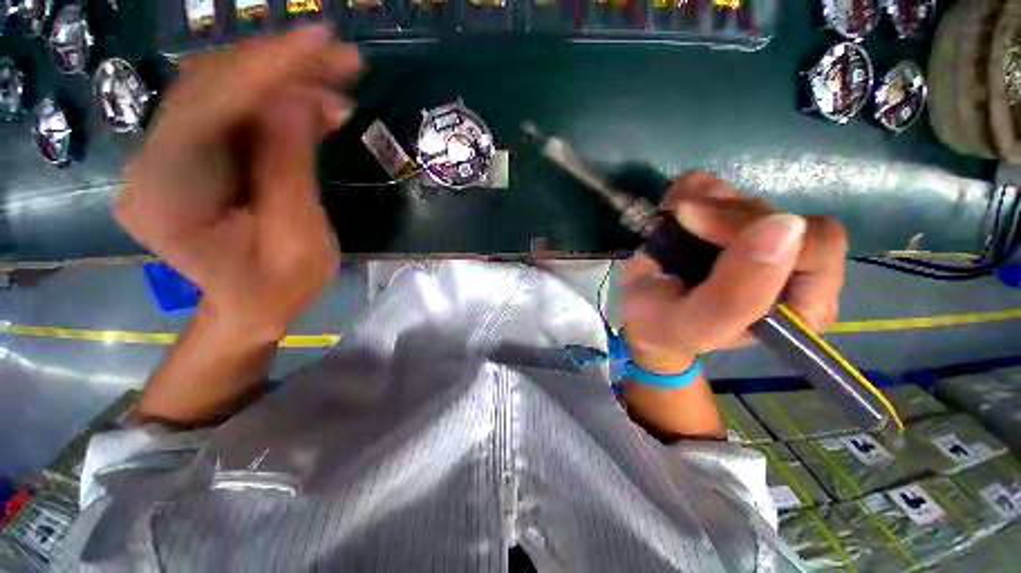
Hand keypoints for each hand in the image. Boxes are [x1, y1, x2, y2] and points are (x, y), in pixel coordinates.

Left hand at [116, 26, 362, 341]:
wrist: (252, 306)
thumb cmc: (279, 288)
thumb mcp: (298, 237)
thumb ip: (290, 169)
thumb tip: (297, 100)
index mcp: (166, 196)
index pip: (208, 109)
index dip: (264, 70)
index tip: (318, 42)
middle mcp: (151, 164)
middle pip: (210, 87)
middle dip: (280, 65)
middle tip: (341, 57)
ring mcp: (168, 155)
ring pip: (223, 90)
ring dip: (283, 78)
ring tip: (338, 80)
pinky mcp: (192, 154)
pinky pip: (234, 111)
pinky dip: (278, 101)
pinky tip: (317, 105)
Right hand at [622, 172, 847, 373]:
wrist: (638, 315)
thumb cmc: (664, 327)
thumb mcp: (694, 324)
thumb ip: (737, 296)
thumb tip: (786, 225)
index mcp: (801, 304)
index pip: (816, 246)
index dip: (755, 229)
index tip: (698, 228)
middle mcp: (794, 268)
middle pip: (779, 214)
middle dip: (722, 214)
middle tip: (679, 220)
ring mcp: (763, 239)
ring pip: (750, 197)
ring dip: (704, 201)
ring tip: (672, 219)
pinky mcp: (735, 220)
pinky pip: (726, 187)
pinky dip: (693, 190)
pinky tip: (674, 207)